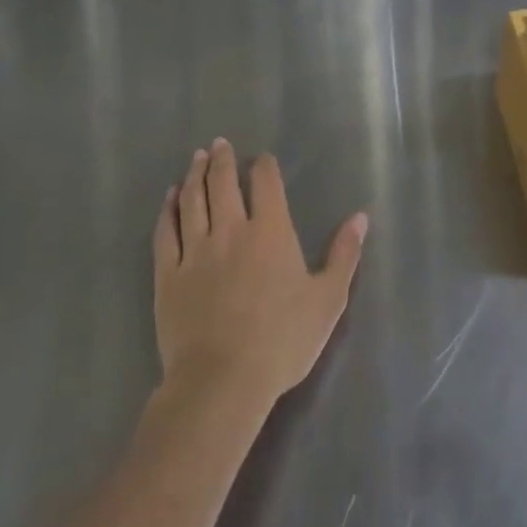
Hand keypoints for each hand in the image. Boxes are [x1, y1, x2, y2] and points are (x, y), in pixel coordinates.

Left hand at [153, 139, 367, 410]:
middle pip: (223, 183)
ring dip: (195, 175)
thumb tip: (360, 217)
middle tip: (219, 144)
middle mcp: (231, 230)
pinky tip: (169, 198)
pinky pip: (165, 232)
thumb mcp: (328, 299)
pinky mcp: (168, 274)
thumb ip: (344, 254)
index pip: (266, 184)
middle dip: (222, 160)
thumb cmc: (282, 340)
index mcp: (271, 232)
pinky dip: (167, 210)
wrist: (222, 382)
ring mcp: (196, 251)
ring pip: (192, 200)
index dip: (264, 167)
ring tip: (197, 158)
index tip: (262, 159)